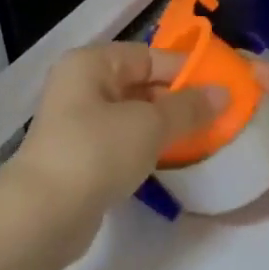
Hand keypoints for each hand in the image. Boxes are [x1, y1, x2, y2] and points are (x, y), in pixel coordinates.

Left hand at [10, 43, 223, 243]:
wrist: (44, 214)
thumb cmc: (97, 152)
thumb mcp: (150, 125)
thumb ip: (188, 107)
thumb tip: (224, 93)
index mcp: (91, 64)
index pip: (148, 55)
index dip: (186, 70)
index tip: (223, 89)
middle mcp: (80, 87)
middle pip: (140, 85)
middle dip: (178, 100)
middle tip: (220, 117)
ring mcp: (78, 124)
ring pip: (133, 116)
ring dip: (166, 127)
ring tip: (205, 139)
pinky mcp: (81, 158)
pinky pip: (123, 143)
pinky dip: (148, 148)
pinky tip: (173, 160)